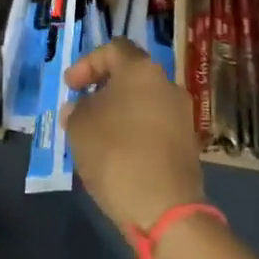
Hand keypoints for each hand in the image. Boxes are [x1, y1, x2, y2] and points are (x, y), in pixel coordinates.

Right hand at [64, 38, 205, 238]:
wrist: (165, 209)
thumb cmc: (116, 154)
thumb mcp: (80, 127)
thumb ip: (75, 110)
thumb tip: (79, 108)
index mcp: (141, 69)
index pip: (113, 49)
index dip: (87, 63)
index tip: (70, 87)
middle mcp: (167, 84)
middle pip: (131, 75)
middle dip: (103, 89)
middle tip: (81, 109)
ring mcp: (182, 114)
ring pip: (144, 102)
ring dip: (120, 112)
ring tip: (96, 135)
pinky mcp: (188, 144)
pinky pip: (155, 126)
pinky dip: (135, 132)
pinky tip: (118, 155)